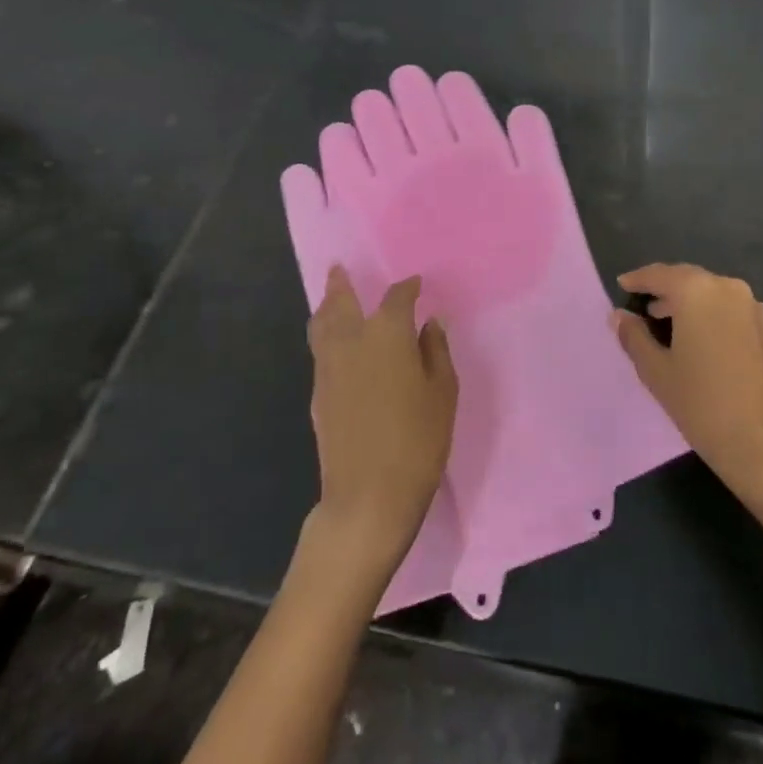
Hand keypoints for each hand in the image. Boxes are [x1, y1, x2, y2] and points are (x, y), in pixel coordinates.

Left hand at [306, 267, 457, 566]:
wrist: (368, 495)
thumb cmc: (418, 439)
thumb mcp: (443, 392)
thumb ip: (436, 351)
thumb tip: (430, 323)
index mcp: (387, 334)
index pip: (397, 298)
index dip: (408, 288)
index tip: (416, 285)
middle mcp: (352, 342)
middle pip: (341, 303)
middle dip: (341, 284)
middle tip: (340, 268)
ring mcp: (329, 368)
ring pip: (321, 326)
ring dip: (326, 306)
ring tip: (330, 297)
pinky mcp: (318, 394)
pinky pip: (319, 350)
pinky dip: (325, 335)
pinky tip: (334, 342)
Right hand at [612, 264, 762, 496]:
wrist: (762, 443)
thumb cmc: (700, 404)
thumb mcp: (656, 371)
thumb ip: (634, 336)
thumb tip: (619, 316)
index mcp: (697, 292)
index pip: (660, 275)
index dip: (639, 280)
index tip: (623, 285)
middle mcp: (729, 289)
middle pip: (691, 280)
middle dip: (667, 290)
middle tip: (647, 308)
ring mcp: (756, 308)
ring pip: (716, 295)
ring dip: (694, 304)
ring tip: (674, 325)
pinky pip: (738, 313)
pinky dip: (719, 319)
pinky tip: (711, 343)